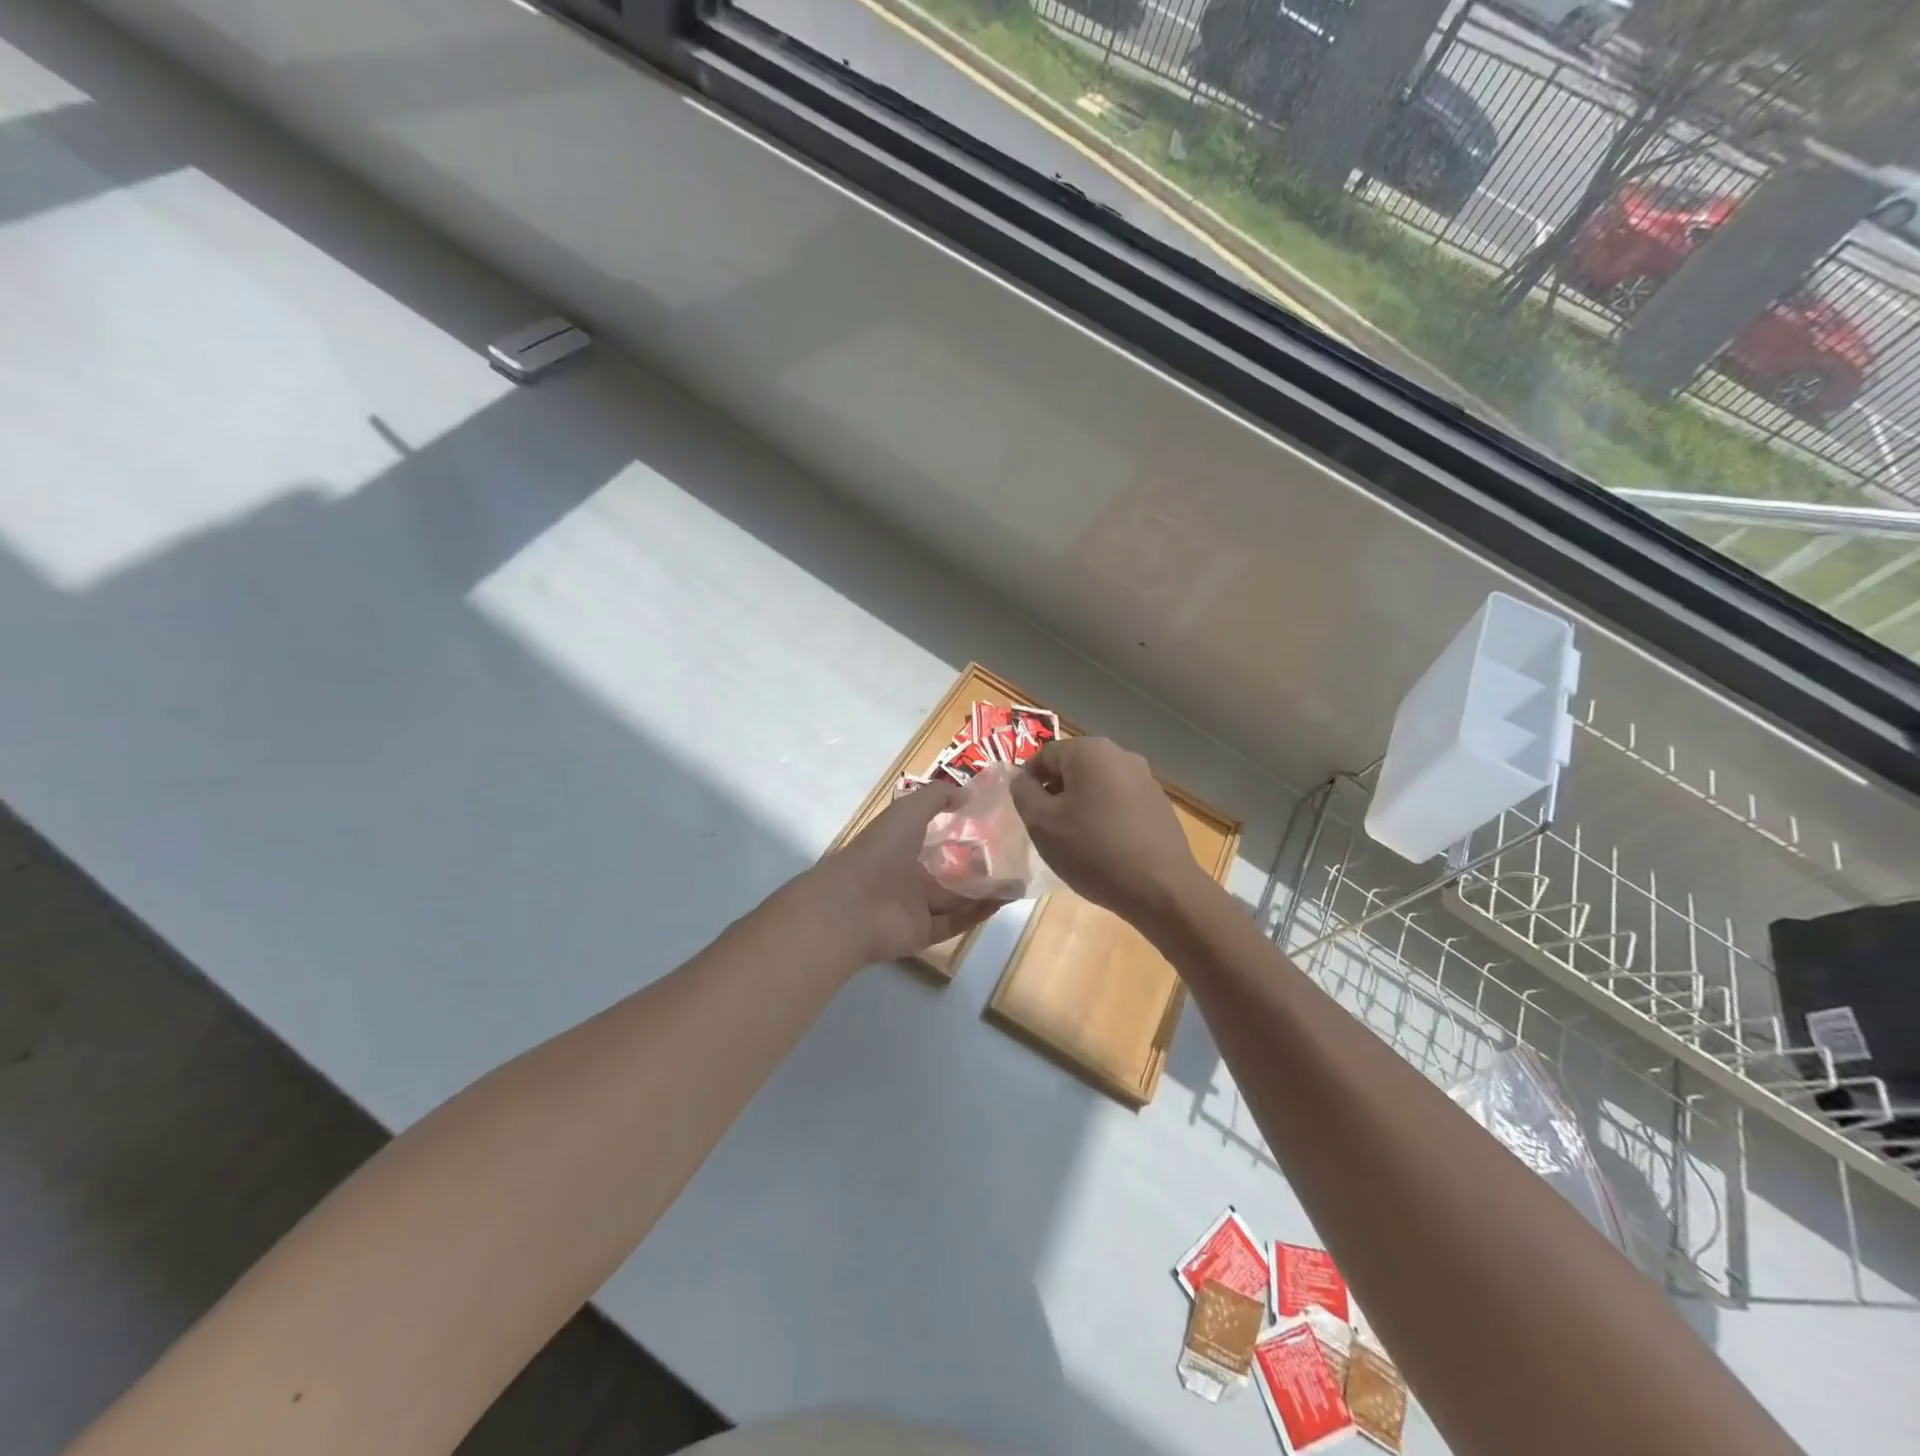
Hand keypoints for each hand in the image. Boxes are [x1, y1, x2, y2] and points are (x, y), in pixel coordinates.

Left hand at [806, 782, 1010, 965]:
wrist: (854, 905)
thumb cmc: (881, 850)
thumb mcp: (910, 809)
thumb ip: (938, 797)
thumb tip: (968, 794)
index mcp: (901, 844)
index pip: (934, 836)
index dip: (959, 830)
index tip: (992, 824)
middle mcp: (908, 874)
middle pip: (949, 870)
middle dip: (978, 865)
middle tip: (1012, 857)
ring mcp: (915, 906)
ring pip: (957, 898)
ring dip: (986, 891)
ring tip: (1018, 880)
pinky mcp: (924, 933)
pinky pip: (957, 921)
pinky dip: (979, 913)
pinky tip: (1004, 900)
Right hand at [1010, 738, 1206, 924]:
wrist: (1161, 888)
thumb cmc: (1093, 850)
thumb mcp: (1042, 823)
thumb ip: (1023, 793)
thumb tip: (1022, 779)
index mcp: (1090, 750)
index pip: (1044, 755)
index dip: (1028, 782)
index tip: (1026, 813)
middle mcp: (1120, 754)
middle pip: (1073, 767)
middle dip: (1056, 793)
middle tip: (1048, 828)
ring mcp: (1145, 778)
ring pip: (1097, 785)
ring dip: (1081, 805)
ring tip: (1076, 841)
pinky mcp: (1159, 803)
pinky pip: (1120, 802)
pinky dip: (1105, 816)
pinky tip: (1105, 847)